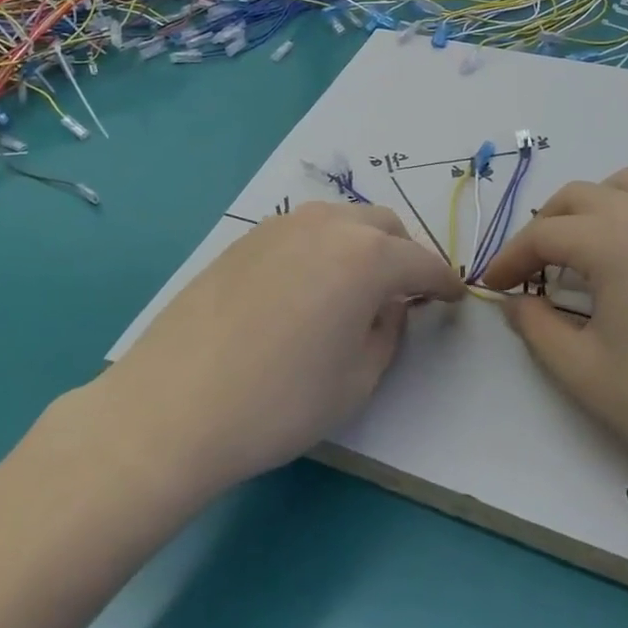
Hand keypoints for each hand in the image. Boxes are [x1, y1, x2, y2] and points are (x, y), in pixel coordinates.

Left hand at [103, 202, 462, 495]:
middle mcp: (327, 226)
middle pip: (383, 227)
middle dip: (404, 255)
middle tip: (405, 293)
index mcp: (366, 256)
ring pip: (341, 222)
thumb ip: (388, 333)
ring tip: (357, 287)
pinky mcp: (246, 238)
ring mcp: (282, 226)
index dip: (443, 281)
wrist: (174, 405)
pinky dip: (324, 249)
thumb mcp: (357, 380)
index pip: (421, 262)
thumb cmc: (279, 402)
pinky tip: (308, 287)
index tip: (453, 297)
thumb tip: (389, 306)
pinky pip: (303, 232)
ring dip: (363, 245)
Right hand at [479, 167, 627, 512]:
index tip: (492, 286)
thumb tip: (517, 301)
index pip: (543, 234)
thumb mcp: (586, 374)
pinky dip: (625, 218)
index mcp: (613, 241)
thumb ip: (537, 329)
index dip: (509, 258)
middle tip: (529, 272)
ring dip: (588, 210)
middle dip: (543, 228)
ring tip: (578, 255)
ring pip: (623, 188)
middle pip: (578, 197)